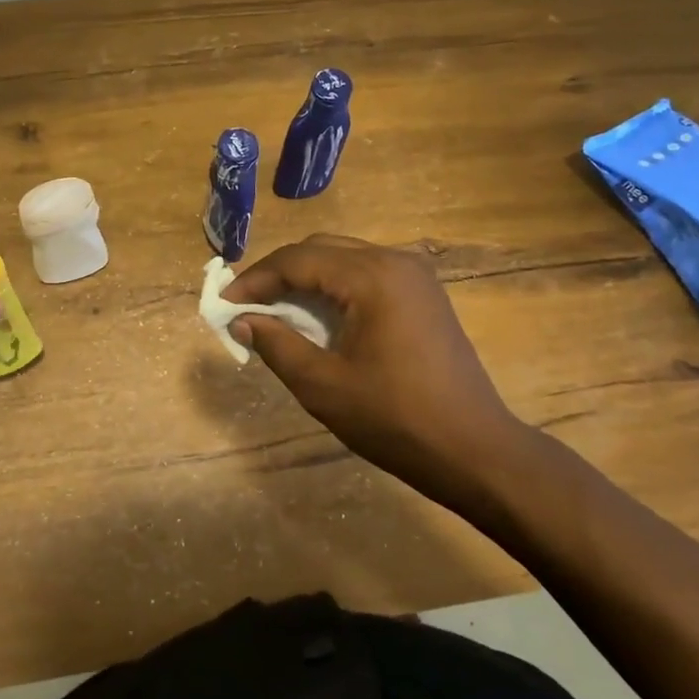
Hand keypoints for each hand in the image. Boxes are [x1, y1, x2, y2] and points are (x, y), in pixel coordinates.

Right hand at [223, 234, 520, 498]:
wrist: (474, 449)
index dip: (256, 278)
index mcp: (372, 277)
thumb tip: (241, 320)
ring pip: (344, 259)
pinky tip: (318, 318)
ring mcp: (415, 276)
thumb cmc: (394, 420)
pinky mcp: (424, 294)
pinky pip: (367, 275)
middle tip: (247, 305)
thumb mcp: (323, 386)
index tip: (224, 302)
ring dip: (306, 279)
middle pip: (321, 249)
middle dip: (279, 273)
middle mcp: (395, 261)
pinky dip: (335, 288)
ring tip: (275, 311)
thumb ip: (277, 344)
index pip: (298, 259)